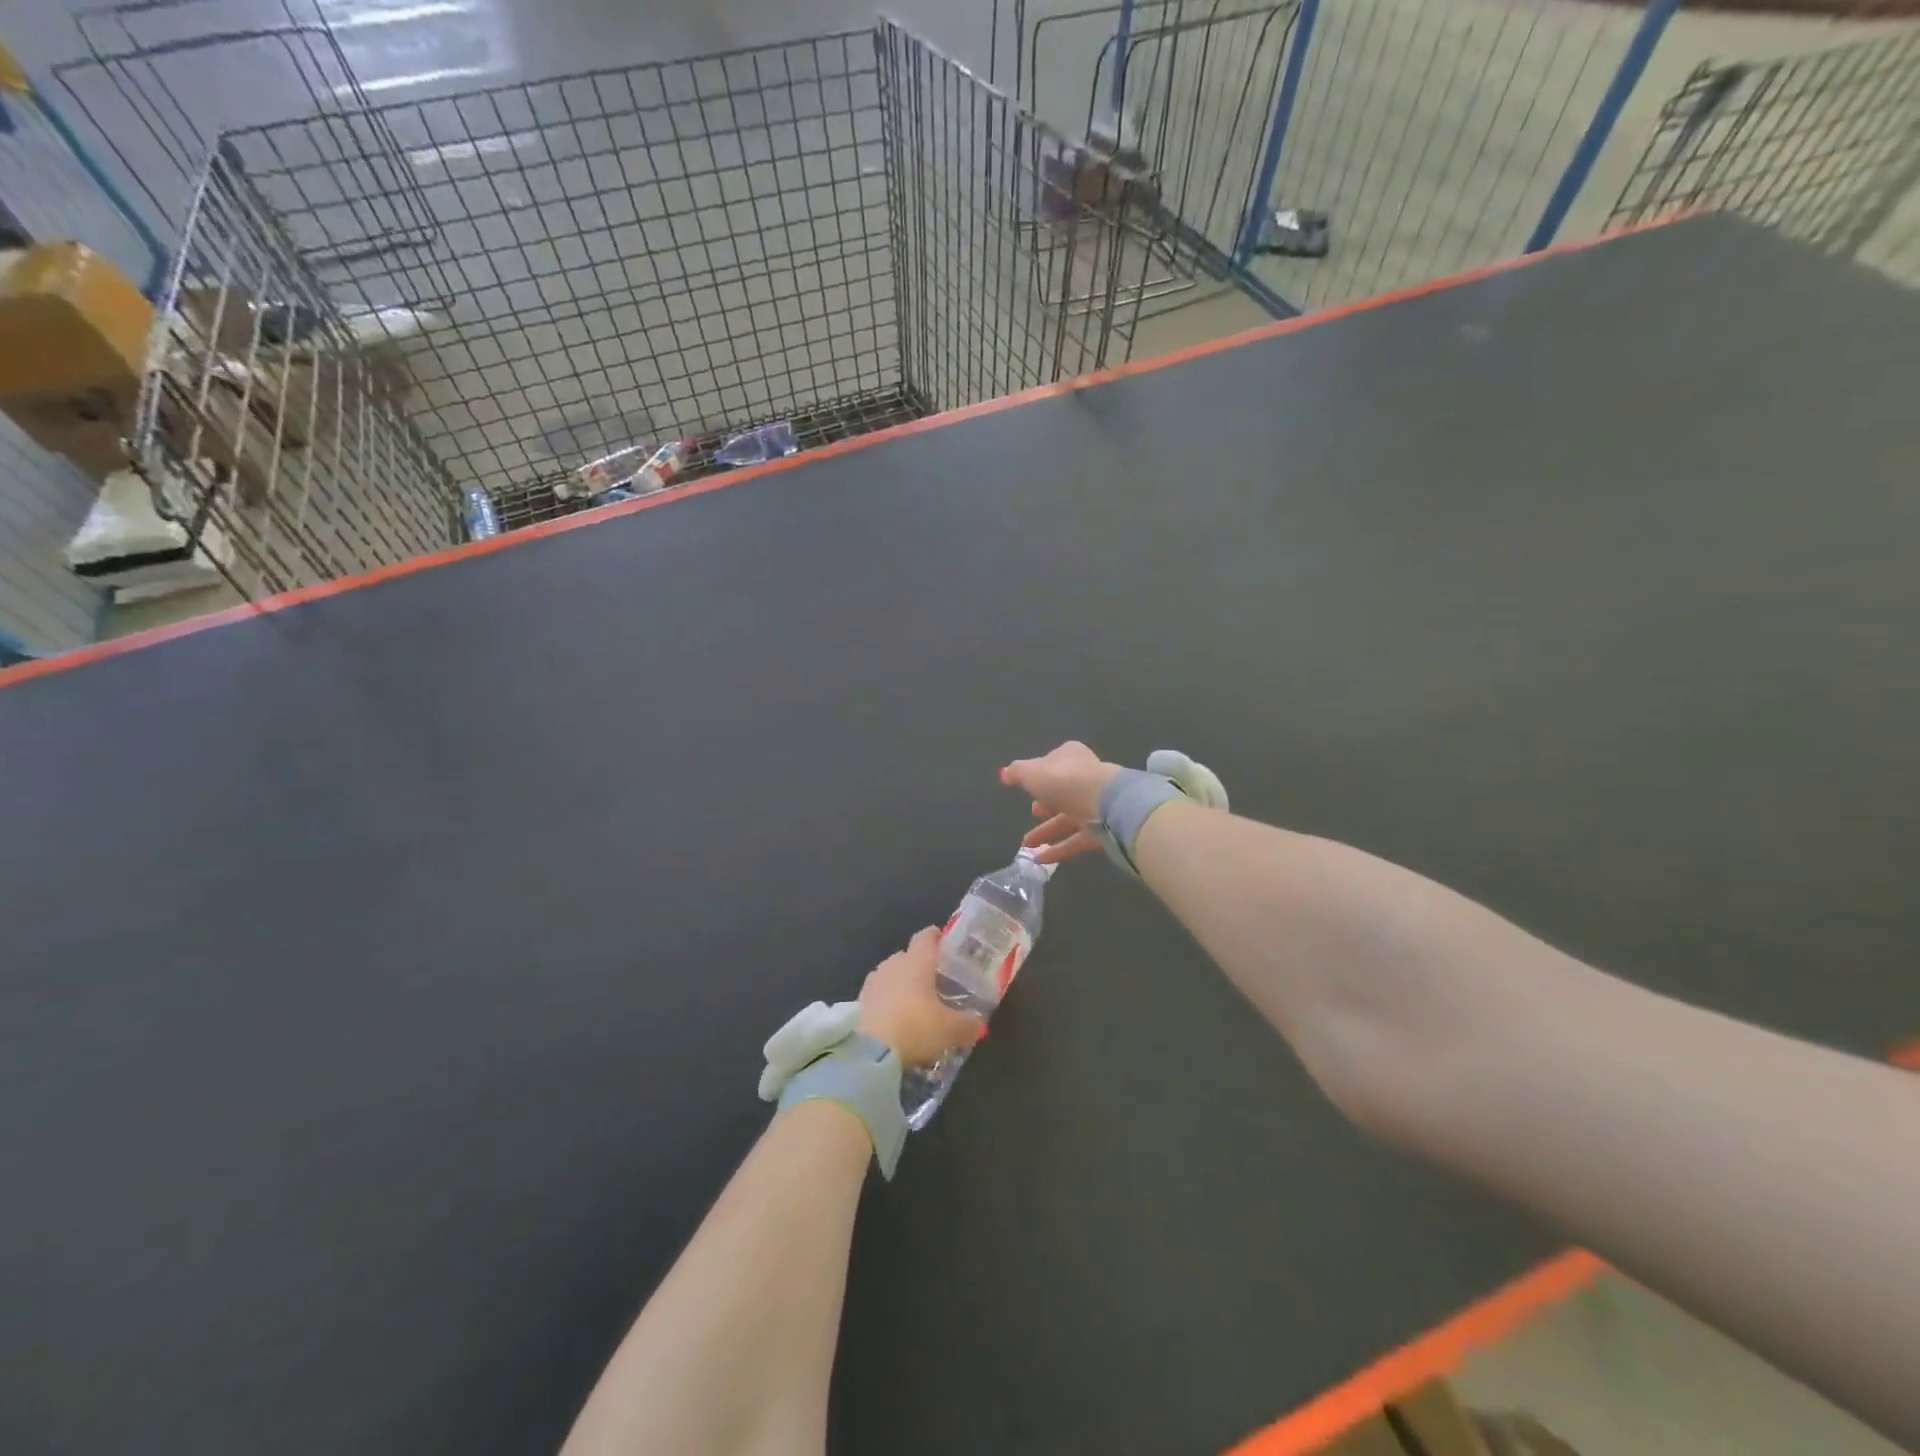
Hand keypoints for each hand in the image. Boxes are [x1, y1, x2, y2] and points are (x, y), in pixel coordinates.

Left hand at [858, 927, 984, 1067]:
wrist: (868, 1051)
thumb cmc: (915, 1027)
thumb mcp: (950, 1030)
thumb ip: (967, 1025)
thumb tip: (978, 1025)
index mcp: (917, 961)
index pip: (926, 937)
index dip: (935, 936)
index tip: (943, 941)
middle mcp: (893, 964)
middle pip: (907, 956)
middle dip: (919, 965)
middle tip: (934, 982)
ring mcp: (872, 981)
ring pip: (890, 974)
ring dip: (900, 984)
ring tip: (914, 1003)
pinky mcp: (858, 1001)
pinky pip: (877, 994)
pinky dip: (886, 1001)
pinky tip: (894, 1019)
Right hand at [1001, 741, 1121, 864]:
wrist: (1105, 803)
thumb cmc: (1064, 780)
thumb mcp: (1031, 772)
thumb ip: (1016, 772)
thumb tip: (1004, 773)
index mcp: (1070, 757)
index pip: (1052, 764)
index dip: (1039, 776)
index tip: (1026, 789)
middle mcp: (1084, 778)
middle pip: (1062, 792)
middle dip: (1045, 805)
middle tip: (1032, 813)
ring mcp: (1095, 804)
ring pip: (1068, 818)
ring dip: (1046, 831)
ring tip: (1026, 846)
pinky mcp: (1101, 829)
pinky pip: (1076, 839)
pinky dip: (1058, 849)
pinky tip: (1040, 859)